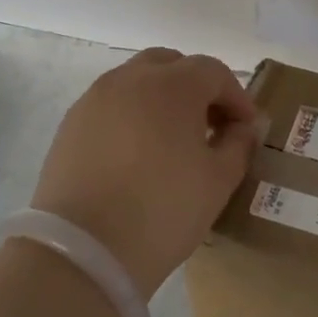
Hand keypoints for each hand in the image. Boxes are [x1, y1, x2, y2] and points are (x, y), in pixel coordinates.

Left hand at [29, 48, 259, 296]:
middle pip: (171, 64)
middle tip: (209, 125)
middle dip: (196, 88)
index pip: (213, 72)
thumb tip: (243, 127)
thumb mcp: (218, 181)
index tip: (246, 128)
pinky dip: (131, 115)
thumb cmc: (163, 210)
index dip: (236, 97)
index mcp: (172, 85)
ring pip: (137, 81)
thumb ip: (238, 144)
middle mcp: (130, 79)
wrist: (83, 252)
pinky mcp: (71, 124)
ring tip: (172, 139)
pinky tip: (137, 153)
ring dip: (161, 98)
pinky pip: (111, 104)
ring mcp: (95, 98)